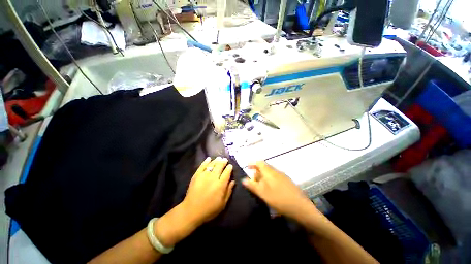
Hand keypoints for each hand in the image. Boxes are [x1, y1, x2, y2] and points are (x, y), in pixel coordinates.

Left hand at [182, 157, 235, 224]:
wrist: (191, 211)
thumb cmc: (209, 209)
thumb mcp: (223, 204)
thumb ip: (229, 191)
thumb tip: (233, 181)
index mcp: (220, 185)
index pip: (227, 173)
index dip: (229, 168)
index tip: (230, 165)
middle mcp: (213, 178)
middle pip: (220, 166)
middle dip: (223, 162)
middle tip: (225, 159)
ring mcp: (204, 175)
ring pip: (212, 164)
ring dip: (216, 160)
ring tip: (219, 158)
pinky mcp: (196, 175)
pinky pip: (202, 166)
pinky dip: (206, 161)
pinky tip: (208, 158)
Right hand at [242, 161, 319, 220]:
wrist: (301, 208)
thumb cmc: (279, 199)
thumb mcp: (263, 193)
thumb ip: (252, 185)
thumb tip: (243, 179)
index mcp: (269, 171)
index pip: (259, 162)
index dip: (252, 163)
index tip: (247, 167)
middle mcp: (276, 171)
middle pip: (264, 167)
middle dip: (257, 172)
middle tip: (253, 181)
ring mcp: (283, 176)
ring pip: (270, 173)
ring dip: (263, 177)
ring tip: (260, 186)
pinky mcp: (287, 182)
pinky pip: (275, 177)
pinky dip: (269, 180)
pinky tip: (270, 189)